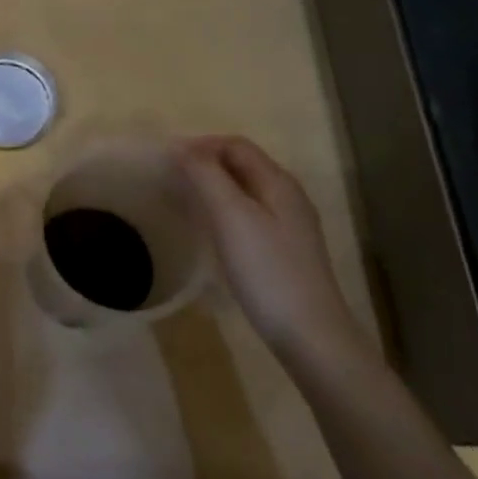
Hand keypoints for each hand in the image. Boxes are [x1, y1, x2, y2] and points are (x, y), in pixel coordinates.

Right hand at [178, 136, 365, 361]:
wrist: (310, 334)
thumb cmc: (267, 270)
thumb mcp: (231, 216)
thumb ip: (206, 176)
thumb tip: (181, 146)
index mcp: (278, 181)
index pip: (236, 145)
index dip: (201, 144)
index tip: (167, 159)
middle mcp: (288, 196)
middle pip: (243, 164)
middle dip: (207, 162)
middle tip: (172, 178)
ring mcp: (290, 225)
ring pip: (247, 190)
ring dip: (215, 185)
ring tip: (185, 199)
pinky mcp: (286, 250)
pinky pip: (251, 213)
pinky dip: (226, 209)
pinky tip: (212, 230)